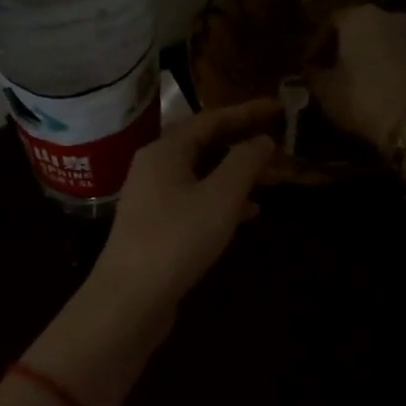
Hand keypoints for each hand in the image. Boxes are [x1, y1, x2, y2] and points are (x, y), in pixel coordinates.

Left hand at [89, 99, 281, 319]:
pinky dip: (221, 200)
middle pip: (202, 143)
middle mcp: (154, 167)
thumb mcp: (220, 197)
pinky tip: (248, 213)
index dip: (246, 111)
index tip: (277, 106)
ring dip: (233, 171)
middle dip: (239, 139)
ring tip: (268, 174)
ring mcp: (152, 198)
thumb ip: (244, 162)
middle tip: (274, 134)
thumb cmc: (177, 239)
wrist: (129, 299)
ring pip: (200, 173)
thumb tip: (263, 138)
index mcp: (165, 151)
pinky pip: (194, 200)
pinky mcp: (155, 227)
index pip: (210, 119)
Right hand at [305, 4, 405, 148]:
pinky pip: (396, 52)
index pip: (329, 23)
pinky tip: (376, 84)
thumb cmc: (362, 97)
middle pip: (357, 27)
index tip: (308, 66)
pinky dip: (384, 63)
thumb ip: (312, 74)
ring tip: (352, 79)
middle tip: (329, 69)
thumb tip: (310, 70)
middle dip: (342, 47)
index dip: (316, 46)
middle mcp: (386, 14)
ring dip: (365, 55)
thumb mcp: (325, 90)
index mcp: (357, 16)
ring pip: (378, 39)